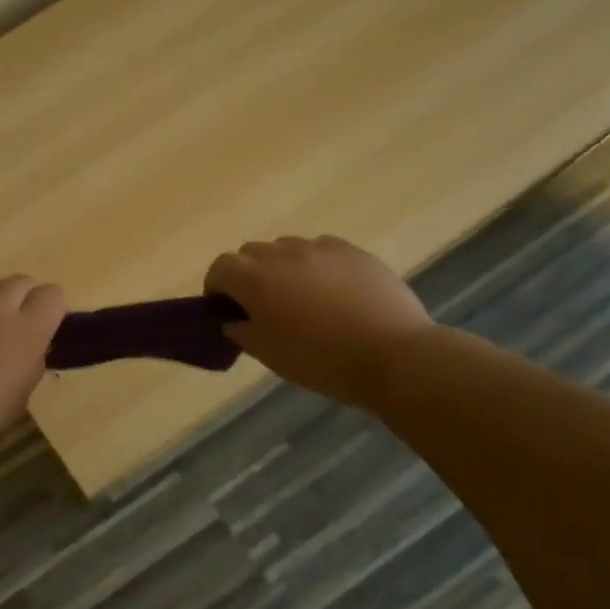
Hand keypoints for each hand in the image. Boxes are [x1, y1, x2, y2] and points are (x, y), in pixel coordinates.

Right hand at [205, 236, 432, 405]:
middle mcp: (282, 254)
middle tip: (262, 306)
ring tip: (301, 298)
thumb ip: (242, 331)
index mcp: (254, 279)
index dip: (217, 288)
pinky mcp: (352, 250)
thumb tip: (234, 319)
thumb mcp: (269, 354)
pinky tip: (333, 293)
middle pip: (251, 253)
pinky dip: (316, 266)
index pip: (220, 268)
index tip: (226, 310)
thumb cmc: (319, 360)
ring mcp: (320, 248)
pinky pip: (321, 250)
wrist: (391, 354)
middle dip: (248, 275)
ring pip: (287, 249)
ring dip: (282, 268)